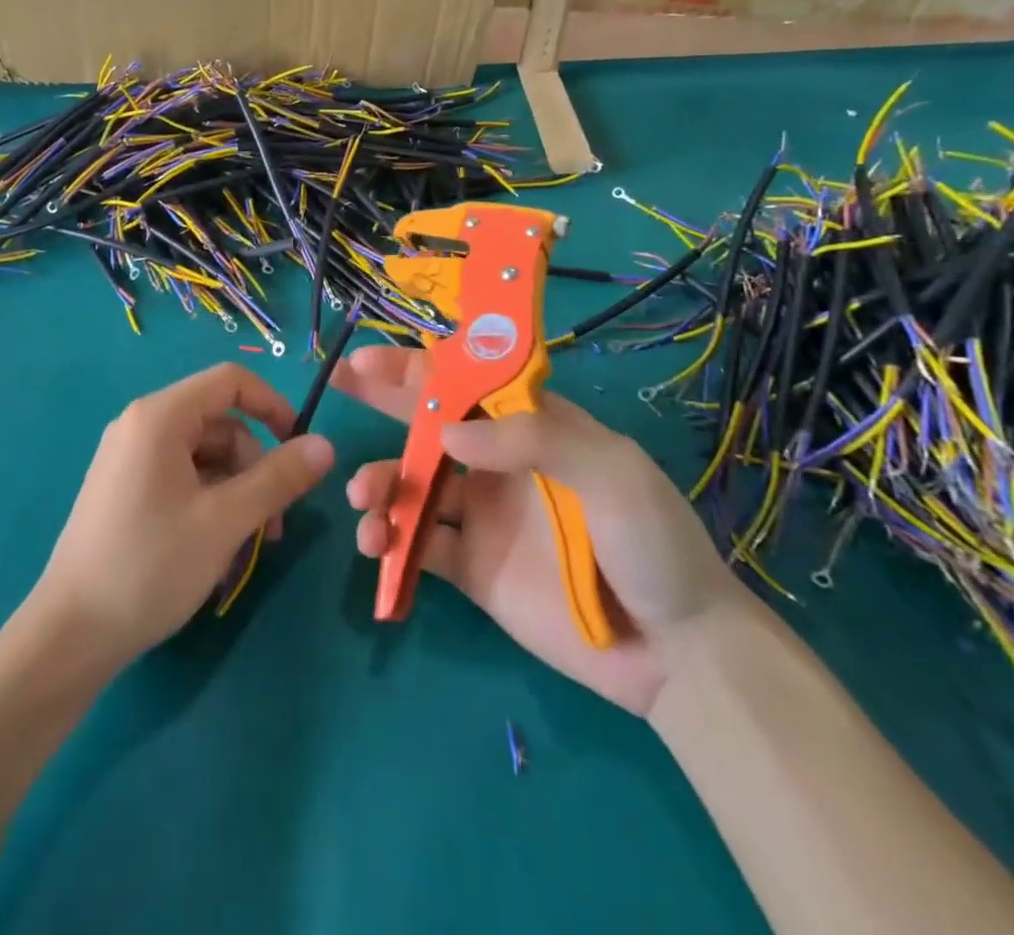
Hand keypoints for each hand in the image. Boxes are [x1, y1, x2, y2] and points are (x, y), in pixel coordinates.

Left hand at [33, 363, 335, 669]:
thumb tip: (325, 445)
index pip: (231, 381)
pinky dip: (210, 502)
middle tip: (272, 526)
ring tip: (247, 546)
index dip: (274, 405)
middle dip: (255, 467)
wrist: (70, 633)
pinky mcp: (125, 488)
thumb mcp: (225, 521)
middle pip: (220, 424)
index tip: (301, 449)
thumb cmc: (150, 566)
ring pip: (204, 456)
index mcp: (160, 416)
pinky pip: (181, 477)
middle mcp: (141, 425)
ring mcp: (129, 457)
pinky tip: (217, 548)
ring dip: (236, 491)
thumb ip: (278, 478)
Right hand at [334, 345, 744, 715]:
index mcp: (530, 425)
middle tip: (337, 383)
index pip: (465, 380)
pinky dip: (388, 539)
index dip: (417, 366)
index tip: (370, 359)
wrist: (677, 654)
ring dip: (379, 481)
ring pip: (412, 483)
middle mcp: (497, 461)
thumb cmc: (652, 544)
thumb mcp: (612, 472)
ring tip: (364, 498)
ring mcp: (479, 514)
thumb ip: (533, 439)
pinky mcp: (468, 566)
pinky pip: (416, 544)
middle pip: (427, 421)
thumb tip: (446, 431)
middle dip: (382, 399)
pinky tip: (376, 544)